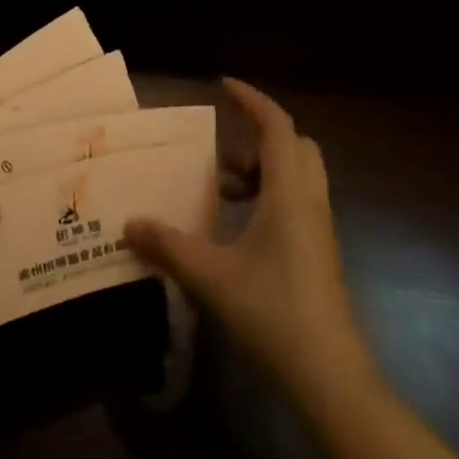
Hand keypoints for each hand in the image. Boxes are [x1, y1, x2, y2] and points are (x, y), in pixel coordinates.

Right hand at [126, 79, 373, 404]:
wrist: (329, 372)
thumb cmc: (272, 312)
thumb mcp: (211, 276)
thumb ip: (168, 245)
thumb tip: (130, 224)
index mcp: (289, 192)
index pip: (276, 125)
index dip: (251, 100)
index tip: (223, 85)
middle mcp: (309, 200)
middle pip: (294, 145)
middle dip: (258, 139)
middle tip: (221, 158)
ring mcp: (319, 227)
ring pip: (297, 174)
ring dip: (262, 171)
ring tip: (224, 194)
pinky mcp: (319, 250)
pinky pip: (297, 201)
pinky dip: (270, 196)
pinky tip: (240, 231)